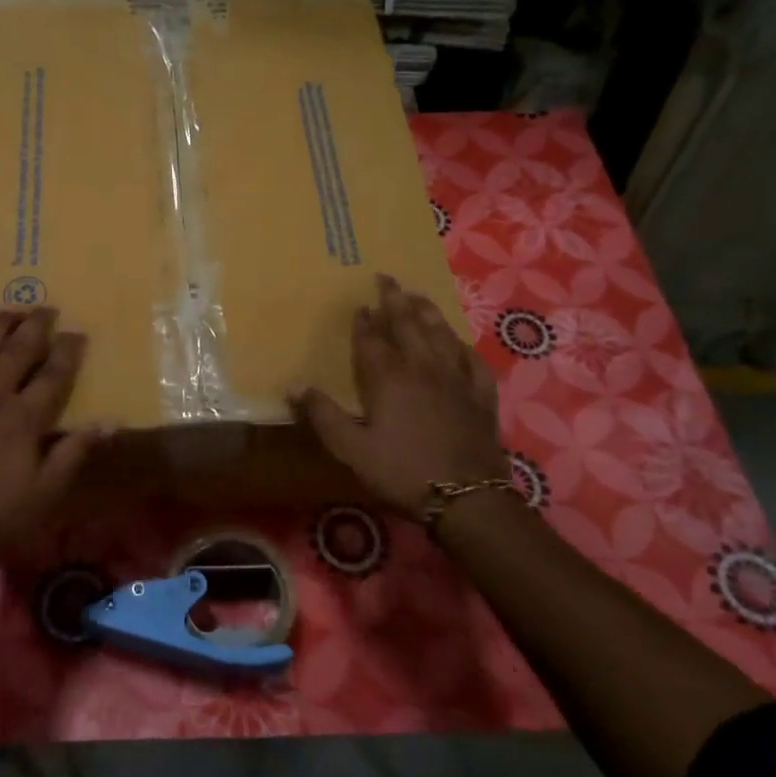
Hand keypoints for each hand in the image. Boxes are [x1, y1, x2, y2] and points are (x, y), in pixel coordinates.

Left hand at [0, 308, 97, 570]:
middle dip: (34, 326)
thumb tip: (107, 421)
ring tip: (9, 310)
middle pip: (16, 352)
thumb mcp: (45, 493)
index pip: (53, 374)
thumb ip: (74, 453)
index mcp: (23, 418)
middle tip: (46, 308)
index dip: (68, 351)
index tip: (78, 332)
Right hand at [295, 274, 506, 518]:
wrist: (466, 498)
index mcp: (389, 378)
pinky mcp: (481, 396)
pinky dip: (462, 346)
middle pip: (408, 325)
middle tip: (387, 278)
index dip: (364, 322)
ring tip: (418, 295)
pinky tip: (458, 342)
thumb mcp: (351, 448)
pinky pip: (472, 361)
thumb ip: (322, 415)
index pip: (372, 340)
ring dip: (427, 312)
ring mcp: (456, 379)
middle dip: (395, 300)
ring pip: (441, 335)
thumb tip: (294, 385)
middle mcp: (423, 368)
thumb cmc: (401, 471)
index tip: (360, 305)